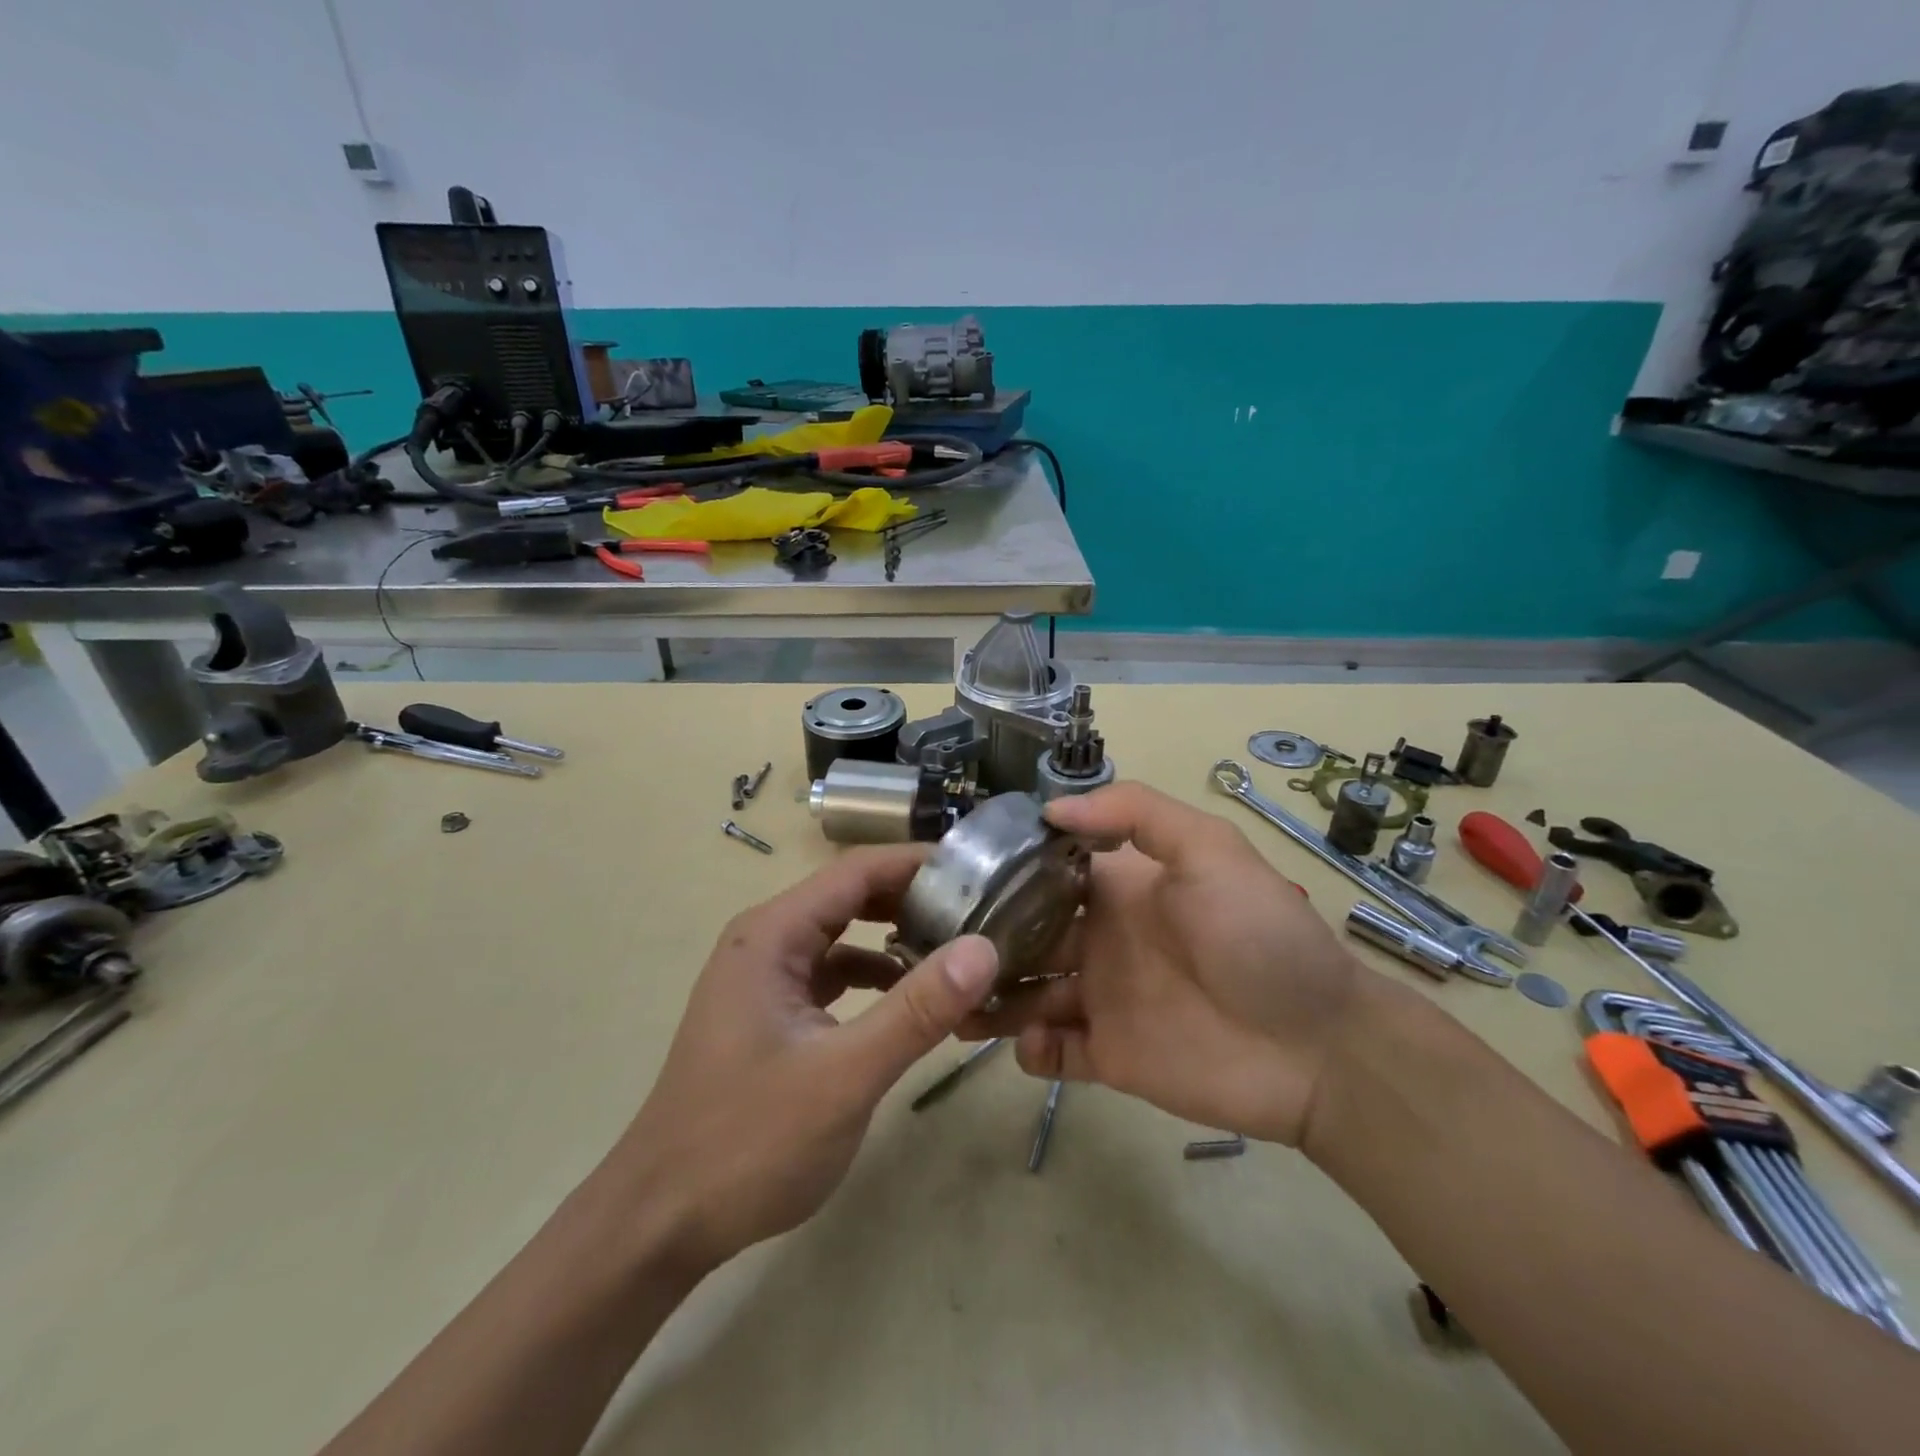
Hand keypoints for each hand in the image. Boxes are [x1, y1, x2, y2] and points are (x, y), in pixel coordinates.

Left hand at [606, 846, 998, 1273]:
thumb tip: (984, 948)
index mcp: (773, 935)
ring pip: (844, 936)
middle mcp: (766, 941)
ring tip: (958, 951)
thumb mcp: (844, 1075)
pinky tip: (911, 1002)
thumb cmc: (747, 1143)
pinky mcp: (772, 1014)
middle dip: (915, 899)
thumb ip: (916, 1010)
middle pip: (851, 896)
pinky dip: (875, 978)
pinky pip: (833, 975)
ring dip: (897, 939)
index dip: (919, 863)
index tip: (982, 872)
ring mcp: (766, 979)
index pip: (858, 871)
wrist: (660, 1223)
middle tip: (981, 912)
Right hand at [965, 783, 1362, 1145]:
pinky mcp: (1110, 1056)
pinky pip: (1055, 1053)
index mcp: (1118, 890)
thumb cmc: (1259, 936)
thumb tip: (1051, 808)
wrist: (1319, 1046)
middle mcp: (1100, 940)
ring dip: (990, 997)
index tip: (953, 875)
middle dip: (982, 939)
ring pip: (1027, 995)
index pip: (1045, 874)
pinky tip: (1026, 1042)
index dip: (1003, 872)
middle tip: (930, 947)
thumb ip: (1137, 814)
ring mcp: (1102, 1000)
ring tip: (952, 1001)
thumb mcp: (1210, 850)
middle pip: (1024, 936)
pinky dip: (1031, 1050)